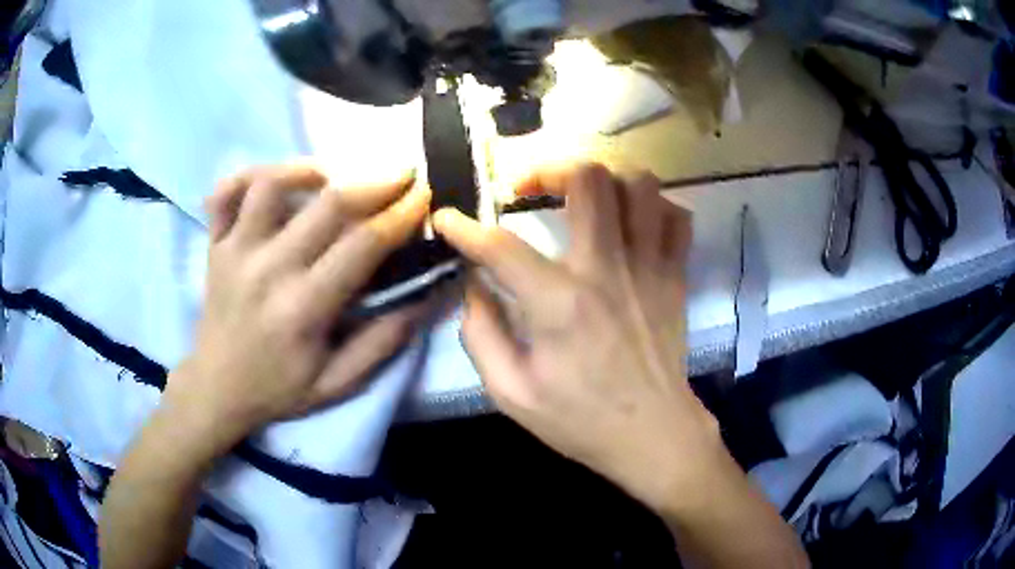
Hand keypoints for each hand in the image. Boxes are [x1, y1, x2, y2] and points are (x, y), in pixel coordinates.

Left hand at [162, 164, 431, 459]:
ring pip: (270, 185)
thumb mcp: (338, 384)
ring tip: (333, 175)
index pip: (362, 244)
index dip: (400, 214)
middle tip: (402, 175)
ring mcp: (235, 251)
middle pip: (327, 205)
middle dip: (376, 183)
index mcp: (303, 307)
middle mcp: (268, 269)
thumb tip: (426, 296)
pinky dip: (247, 175)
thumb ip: (382, 342)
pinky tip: (272, 181)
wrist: (217, 389)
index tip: (423, 196)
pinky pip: (224, 194)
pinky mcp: (214, 245)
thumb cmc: (279, 389)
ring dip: (308, 170)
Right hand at [434, 163, 721, 511]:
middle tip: (527, 188)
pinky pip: (677, 216)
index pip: (502, 246)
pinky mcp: (676, 275)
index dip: (464, 228)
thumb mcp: (511, 393)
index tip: (447, 219)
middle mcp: (608, 269)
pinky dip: (653, 208)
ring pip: (639, 184)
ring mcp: (650, 267)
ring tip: (582, 198)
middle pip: (588, 179)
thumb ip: (481, 334)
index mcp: (560, 304)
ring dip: (605, 180)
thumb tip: (474, 285)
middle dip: (548, 169)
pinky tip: (631, 223)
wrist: (653, 435)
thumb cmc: (580, 420)